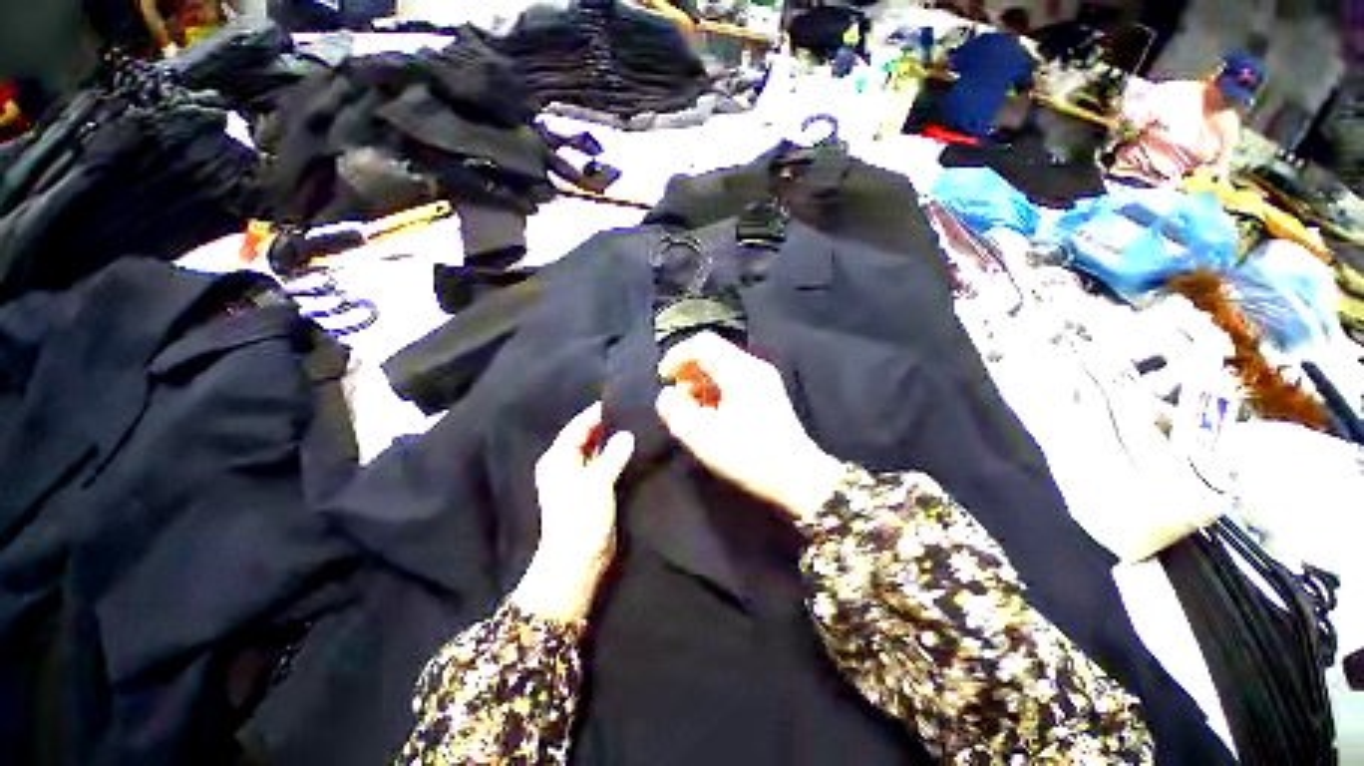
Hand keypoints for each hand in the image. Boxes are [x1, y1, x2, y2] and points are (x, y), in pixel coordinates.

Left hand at [512, 403, 634, 622]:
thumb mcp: (596, 483)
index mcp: (557, 458)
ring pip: (597, 451)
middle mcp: (566, 464)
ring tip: (636, 426)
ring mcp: (580, 478)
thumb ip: (612, 456)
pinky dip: (616, 457)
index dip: (595, 413)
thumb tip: (627, 435)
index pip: (577, 427)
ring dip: (612, 441)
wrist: (578, 562)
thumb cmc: (579, 519)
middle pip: (587, 437)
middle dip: (606, 426)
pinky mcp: (593, 490)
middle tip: (632, 411)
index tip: (618, 399)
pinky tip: (634, 450)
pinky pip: (605, 465)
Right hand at [656, 333, 844, 526]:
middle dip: (688, 369)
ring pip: (723, 365)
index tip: (663, 378)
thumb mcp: (701, 436)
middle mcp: (753, 366)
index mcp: (739, 370)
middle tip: (677, 395)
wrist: (797, 476)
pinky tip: (711, 411)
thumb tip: (667, 395)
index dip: (677, 356)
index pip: (701, 344)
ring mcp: (764, 378)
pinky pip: (734, 378)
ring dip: (701, 380)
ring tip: (691, 406)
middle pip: (713, 352)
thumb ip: (675, 411)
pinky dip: (716, 388)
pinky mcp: (768, 392)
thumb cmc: (748, 455)